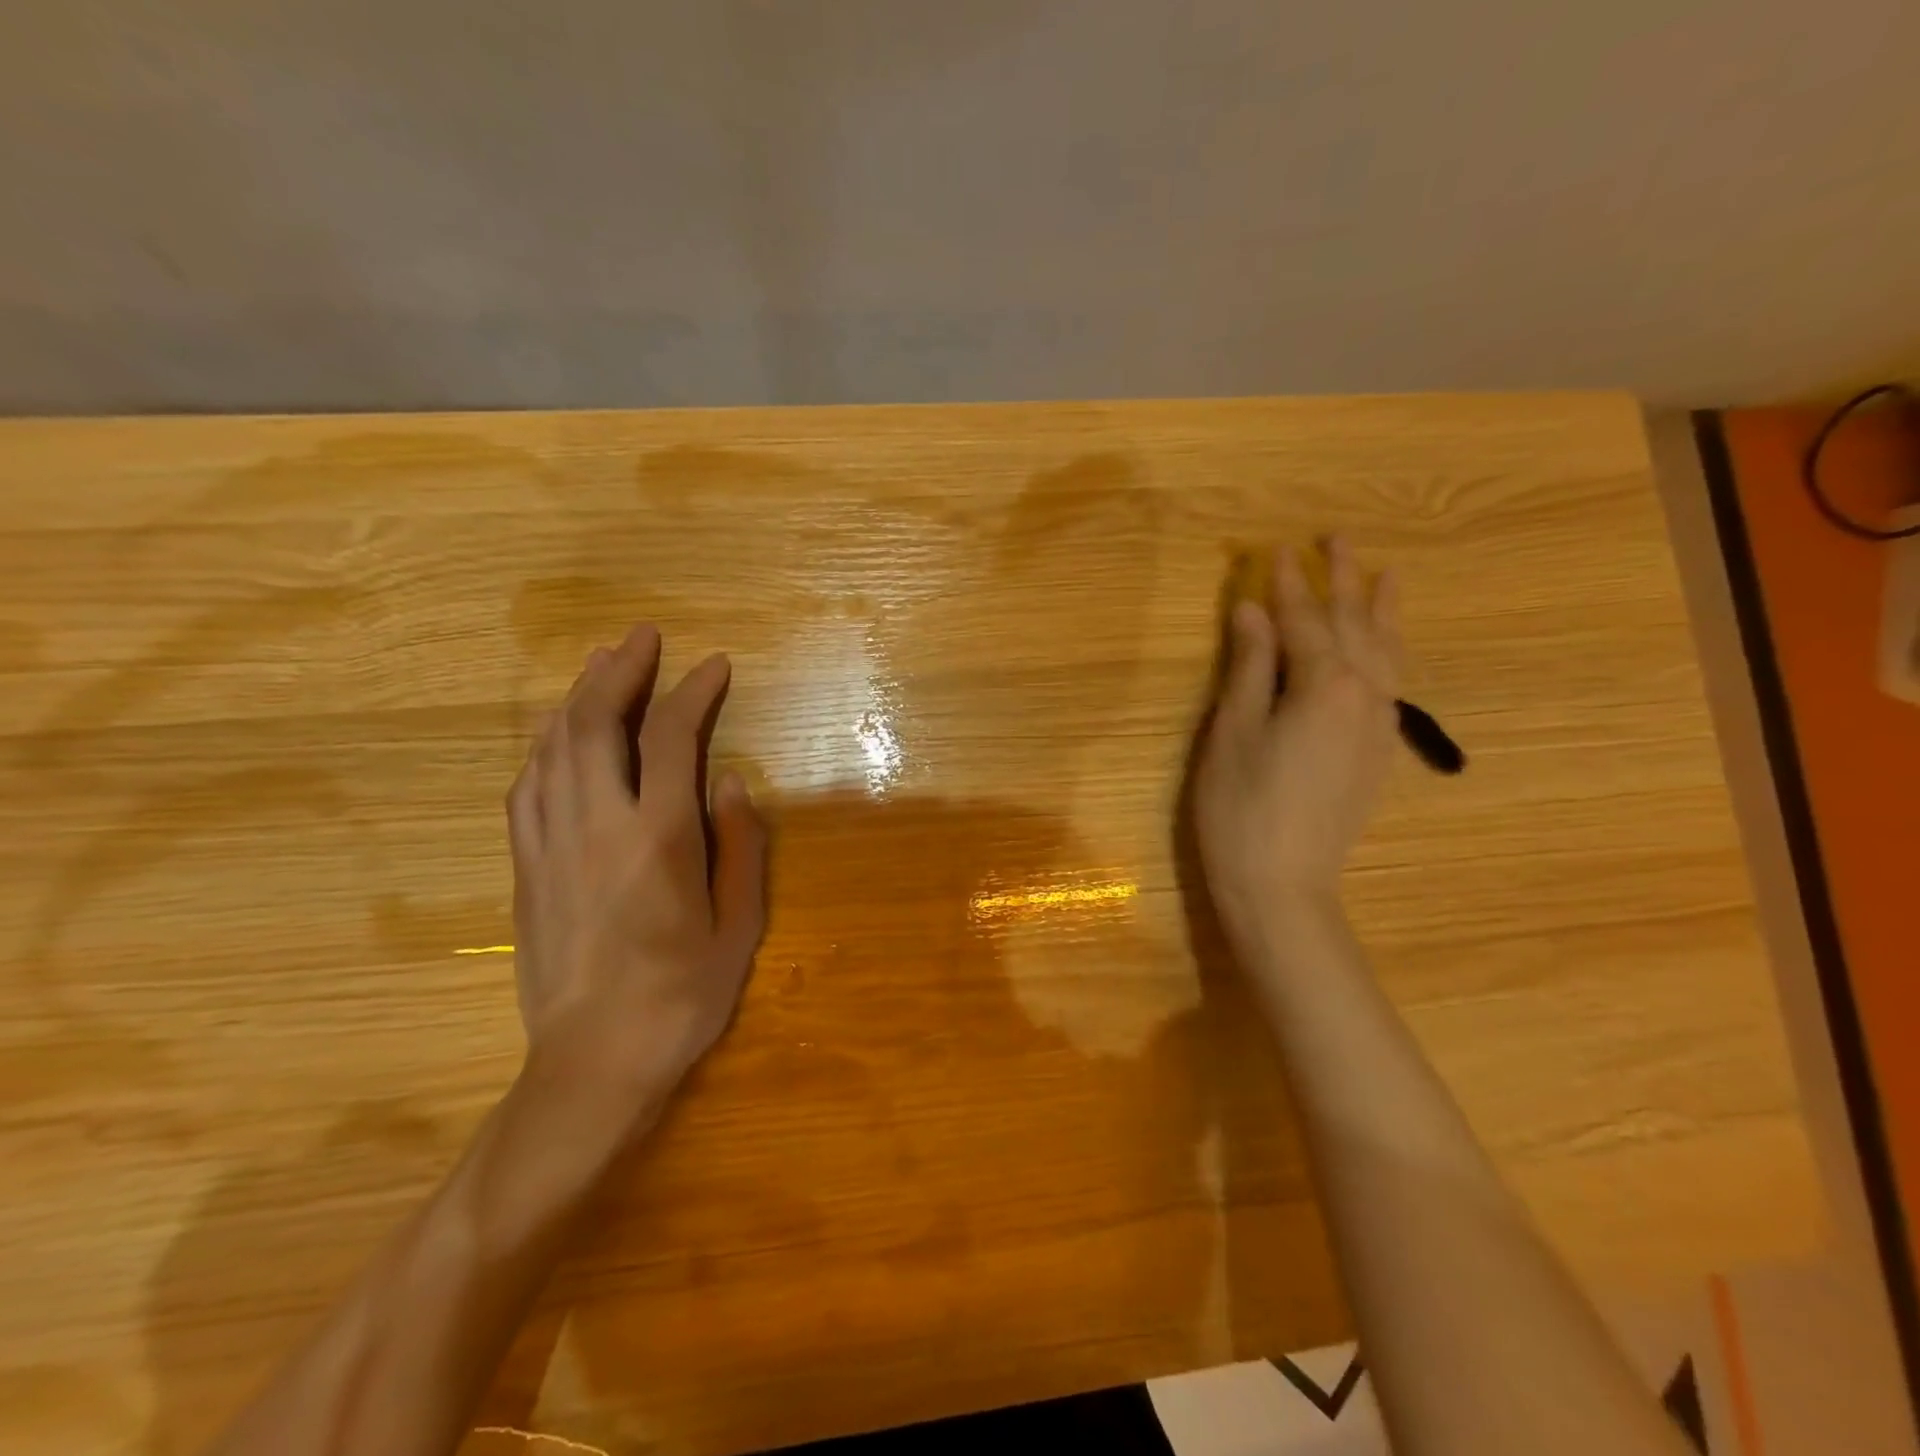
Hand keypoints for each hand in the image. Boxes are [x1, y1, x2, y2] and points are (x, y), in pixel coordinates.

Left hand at [507, 624, 767, 1129]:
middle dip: (620, 671)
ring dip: (578, 697)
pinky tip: (559, 734)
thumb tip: (730, 780)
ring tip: (601, 664)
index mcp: (658, 839)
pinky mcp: (525, 868)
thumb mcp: (738, 926)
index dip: (692, 692)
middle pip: (595, 724)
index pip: (670, 739)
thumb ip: (740, 845)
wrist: (593, 1064)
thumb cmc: (681, 996)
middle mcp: (596, 827)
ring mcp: (550, 845)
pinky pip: (527, 786)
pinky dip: (546, 746)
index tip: (714, 666)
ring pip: (553, 748)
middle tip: (642, 637)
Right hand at [1194, 538, 1400, 944]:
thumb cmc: (1241, 806)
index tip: (1277, 549)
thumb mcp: (1232, 730)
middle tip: (1338, 539)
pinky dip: (1390, 651)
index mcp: (1322, 684)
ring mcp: (1377, 725)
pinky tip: (1387, 646)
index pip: (1303, 620)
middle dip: (1343, 580)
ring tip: (1386, 574)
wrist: (1283, 885)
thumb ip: (1249, 666)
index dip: (1287, 584)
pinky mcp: (1377, 752)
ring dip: (1381, 610)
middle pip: (1354, 625)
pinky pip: (1392, 682)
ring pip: (1386, 652)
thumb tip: (1254, 610)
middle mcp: (1362, 695)